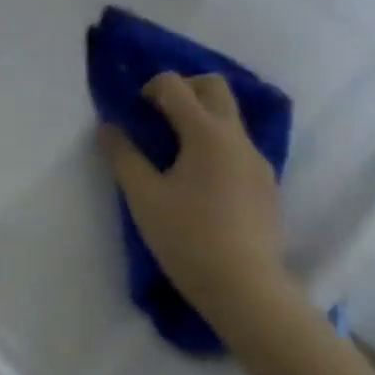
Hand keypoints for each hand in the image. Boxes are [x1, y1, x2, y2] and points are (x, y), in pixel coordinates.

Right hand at [98, 72, 294, 332]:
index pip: (176, 85)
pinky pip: (239, 146)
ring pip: (230, 117)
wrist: (246, 288)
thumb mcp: (144, 198)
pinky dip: (216, 145)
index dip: (150, 88)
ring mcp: (257, 160)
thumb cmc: (188, 239)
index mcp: (207, 133)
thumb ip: (123, 156)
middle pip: (214, 87)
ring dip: (201, 118)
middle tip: (158, 116)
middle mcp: (237, 137)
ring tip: (177, 154)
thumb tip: (108, 127)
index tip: (136, 113)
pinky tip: (201, 183)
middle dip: (184, 89)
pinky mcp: (266, 184)